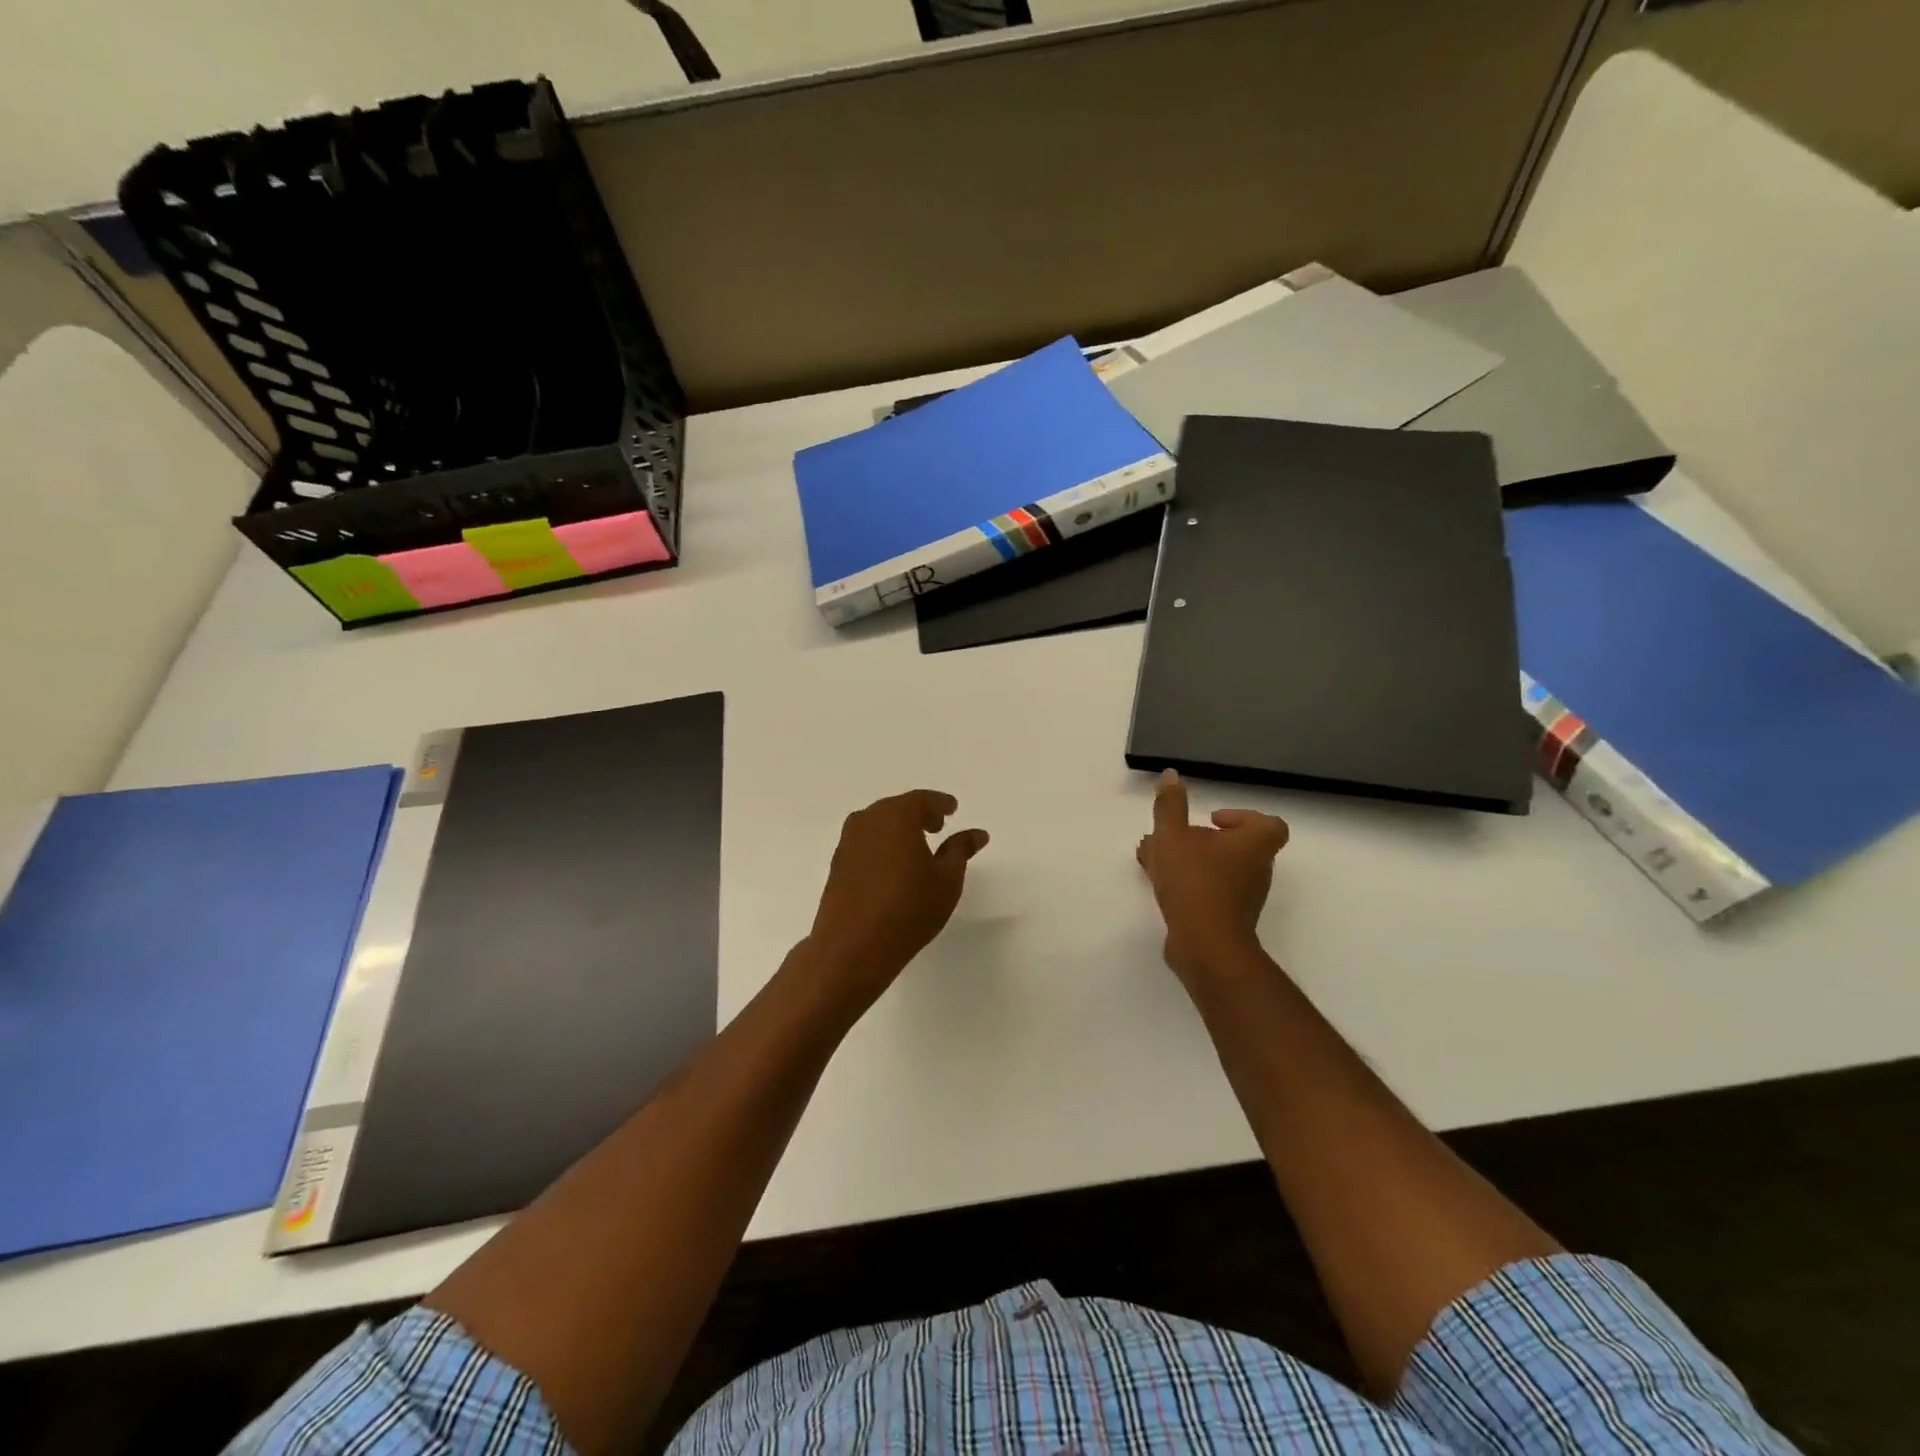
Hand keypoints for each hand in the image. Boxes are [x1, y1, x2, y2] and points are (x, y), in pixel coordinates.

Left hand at [806, 790, 989, 1000]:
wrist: (853, 947)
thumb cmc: (909, 909)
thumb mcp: (947, 880)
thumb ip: (960, 850)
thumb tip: (976, 833)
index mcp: (897, 816)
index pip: (922, 800)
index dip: (940, 804)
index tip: (952, 809)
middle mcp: (868, 820)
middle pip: (897, 808)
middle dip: (918, 814)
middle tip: (937, 826)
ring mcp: (848, 842)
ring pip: (878, 825)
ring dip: (898, 830)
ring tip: (916, 847)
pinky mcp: (837, 865)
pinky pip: (865, 843)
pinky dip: (882, 846)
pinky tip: (893, 866)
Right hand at [1136, 769, 1288, 983]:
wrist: (1206, 945)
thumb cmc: (1195, 881)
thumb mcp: (1173, 836)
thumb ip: (1170, 805)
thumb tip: (1171, 775)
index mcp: (1255, 844)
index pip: (1269, 824)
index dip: (1242, 817)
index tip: (1212, 819)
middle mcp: (1257, 868)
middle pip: (1236, 845)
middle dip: (1201, 838)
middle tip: (1173, 837)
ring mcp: (1245, 897)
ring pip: (1218, 868)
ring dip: (1189, 860)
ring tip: (1153, 858)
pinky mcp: (1228, 918)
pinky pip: (1209, 890)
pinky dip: (1188, 882)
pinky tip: (1157, 881)